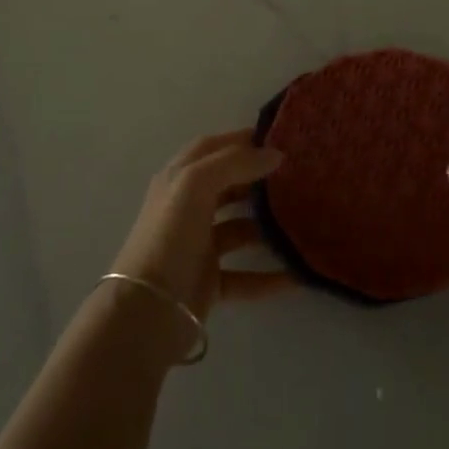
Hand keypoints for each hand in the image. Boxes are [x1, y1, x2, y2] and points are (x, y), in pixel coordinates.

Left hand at [112, 130, 295, 324]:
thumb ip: (234, 163)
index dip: (240, 139)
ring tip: (302, 221)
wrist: (146, 311)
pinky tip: (297, 274)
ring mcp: (197, 246)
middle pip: (227, 186)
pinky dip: (269, 276)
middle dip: (257, 180)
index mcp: (178, 180)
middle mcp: (187, 209)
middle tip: (296, 177)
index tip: (277, 138)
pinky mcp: (208, 282)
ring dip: (267, 227)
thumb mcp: (195, 185)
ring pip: (238, 230)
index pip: (210, 147)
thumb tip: (275, 154)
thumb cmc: (169, 236)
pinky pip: (245, 276)